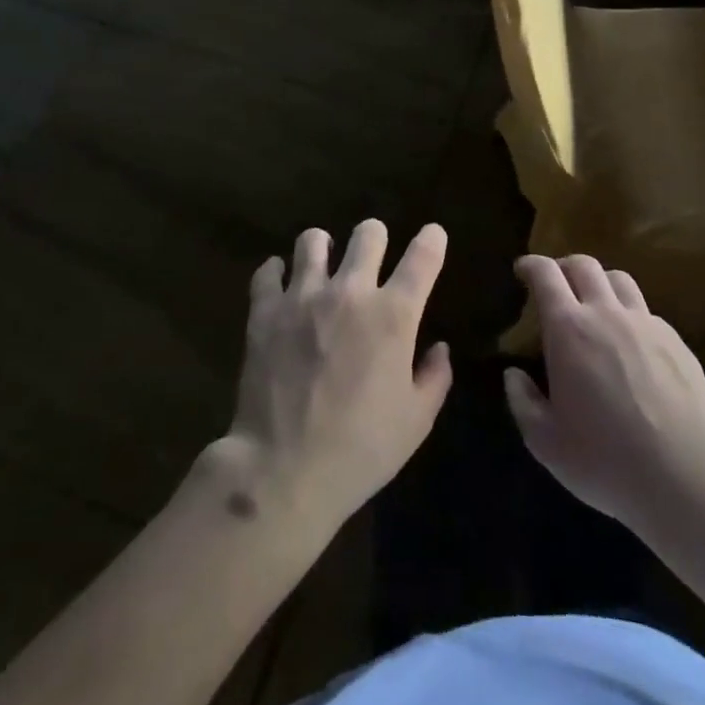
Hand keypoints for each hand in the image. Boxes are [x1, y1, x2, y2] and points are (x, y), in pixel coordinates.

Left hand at [214, 221, 452, 538]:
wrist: (283, 471)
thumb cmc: (360, 450)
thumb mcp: (416, 422)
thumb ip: (434, 377)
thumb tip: (439, 348)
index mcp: (393, 315)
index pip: (422, 257)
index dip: (432, 240)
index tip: (433, 235)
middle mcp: (350, 292)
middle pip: (368, 233)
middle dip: (375, 237)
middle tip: (371, 254)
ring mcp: (303, 297)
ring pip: (313, 240)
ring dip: (323, 248)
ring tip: (322, 265)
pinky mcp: (265, 311)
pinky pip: (268, 271)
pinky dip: (276, 273)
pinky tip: (280, 284)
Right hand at [504, 254, 704, 537]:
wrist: (688, 479)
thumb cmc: (606, 460)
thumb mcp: (546, 443)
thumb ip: (523, 402)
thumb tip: (514, 375)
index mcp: (569, 329)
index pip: (545, 274)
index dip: (531, 265)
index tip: (522, 270)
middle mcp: (607, 314)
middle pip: (584, 264)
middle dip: (564, 267)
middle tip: (556, 285)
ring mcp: (646, 324)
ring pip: (620, 280)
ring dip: (600, 283)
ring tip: (595, 306)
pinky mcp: (677, 342)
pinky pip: (647, 313)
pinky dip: (630, 315)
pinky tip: (631, 346)